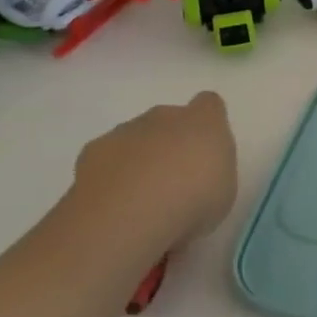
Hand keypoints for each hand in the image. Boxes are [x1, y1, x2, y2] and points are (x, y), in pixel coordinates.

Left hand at [65, 92, 237, 250]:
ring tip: (140, 201)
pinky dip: (111, 177)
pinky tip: (114, 205)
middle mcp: (163, 116)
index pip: (208, 104)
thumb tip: (202, 169)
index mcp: (202, 121)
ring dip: (138, 160)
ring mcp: (125, 131)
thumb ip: (215, 170)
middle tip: (173, 183)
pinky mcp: (92, 152)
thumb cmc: (192, 199)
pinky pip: (107, 160)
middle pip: (168, 120)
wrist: (129, 212)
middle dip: (169, 144)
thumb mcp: (225, 190)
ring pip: (135, 138)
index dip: (207, 123)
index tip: (206, 151)